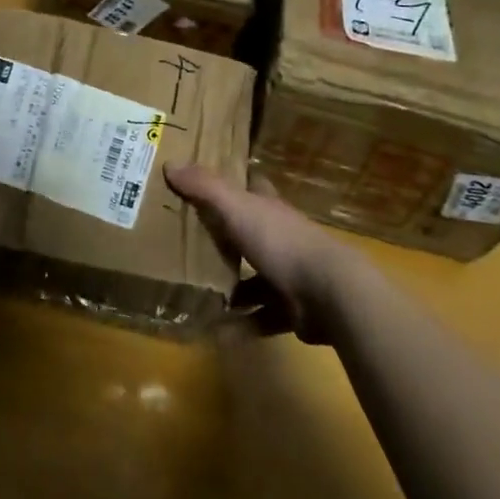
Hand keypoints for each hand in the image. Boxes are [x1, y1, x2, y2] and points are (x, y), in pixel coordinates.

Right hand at [164, 164, 362, 342]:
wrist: (329, 294)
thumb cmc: (281, 242)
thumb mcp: (237, 208)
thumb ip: (205, 188)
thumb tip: (170, 164)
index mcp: (268, 208)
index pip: (253, 186)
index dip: (235, 182)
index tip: (207, 185)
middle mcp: (279, 236)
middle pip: (249, 233)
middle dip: (224, 241)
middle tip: (188, 246)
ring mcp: (288, 274)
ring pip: (253, 280)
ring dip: (230, 290)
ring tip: (195, 296)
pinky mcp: (292, 309)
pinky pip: (260, 318)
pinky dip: (240, 326)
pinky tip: (216, 334)